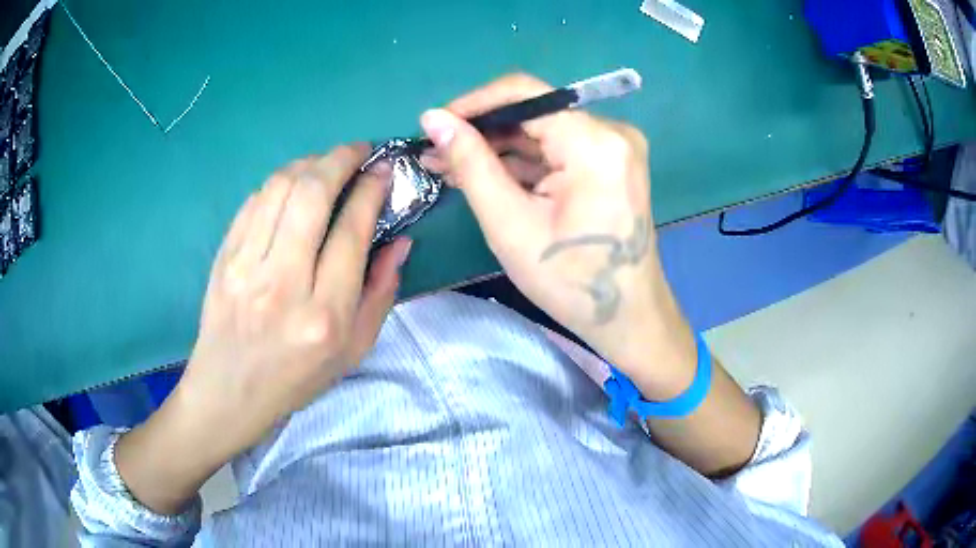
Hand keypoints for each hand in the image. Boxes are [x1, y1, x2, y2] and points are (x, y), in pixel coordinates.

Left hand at [116, 145, 410, 513]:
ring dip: (308, 164)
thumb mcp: (354, 349)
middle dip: (340, 159)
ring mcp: (245, 268)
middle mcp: (283, 285)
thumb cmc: (297, 377)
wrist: (231, 391)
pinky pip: (253, 202)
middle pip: (312, 196)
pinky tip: (291, 185)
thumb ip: (381, 293)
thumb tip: (400, 240)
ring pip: (279, 189)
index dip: (370, 191)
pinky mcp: (223, 258)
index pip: (351, 232)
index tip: (382, 171)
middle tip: (358, 150)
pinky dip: (278, 183)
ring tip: (325, 164)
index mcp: (324, 315)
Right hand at [420, 74, 695, 397]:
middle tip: (434, 152)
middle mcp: (612, 132)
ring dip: (497, 149)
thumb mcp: (509, 223)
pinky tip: (484, 174)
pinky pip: (558, 151)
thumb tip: (433, 119)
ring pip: (542, 133)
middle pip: (533, 113)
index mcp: (594, 141)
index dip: (473, 104)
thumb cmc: (569, 281)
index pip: (525, 94)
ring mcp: (614, 147)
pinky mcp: (610, 163)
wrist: (627, 317)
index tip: (433, 124)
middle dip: (481, 132)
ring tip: (448, 165)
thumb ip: (470, 163)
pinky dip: (522, 163)